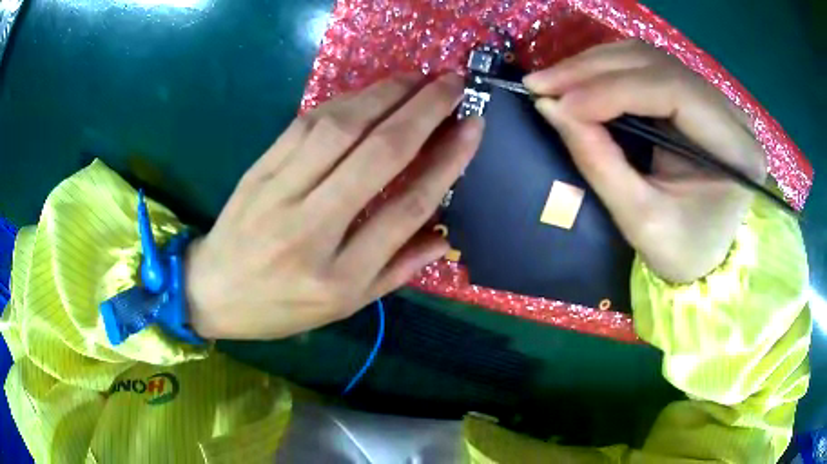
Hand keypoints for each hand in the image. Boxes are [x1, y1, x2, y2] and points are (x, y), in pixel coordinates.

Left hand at [185, 75, 483, 339]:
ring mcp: (279, 193)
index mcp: (340, 276)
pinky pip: (305, 124)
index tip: (473, 127)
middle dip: (424, 110)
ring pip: (340, 128)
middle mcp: (312, 229)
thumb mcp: (344, 307)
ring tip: (417, 79)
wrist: (211, 291)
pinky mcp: (258, 169)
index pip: (407, 207)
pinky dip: (344, 101)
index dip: (447, 161)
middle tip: (453, 83)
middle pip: (378, 155)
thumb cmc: (280, 307)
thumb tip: (446, 236)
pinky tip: (369, 93)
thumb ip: (397, 270)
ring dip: (385, 94)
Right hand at [524, 40, 765, 282]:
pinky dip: (606, 70)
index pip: (673, 91)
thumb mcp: (642, 221)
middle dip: (592, 71)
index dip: (611, 90)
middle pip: (656, 65)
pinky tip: (579, 81)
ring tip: (554, 81)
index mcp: (735, 148)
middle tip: (540, 83)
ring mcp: (712, 98)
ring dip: (595, 65)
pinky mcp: (693, 98)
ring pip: (647, 58)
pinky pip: (646, 68)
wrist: (706, 257)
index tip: (558, 103)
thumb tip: (550, 107)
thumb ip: (600, 162)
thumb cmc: (683, 252)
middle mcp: (729, 111)